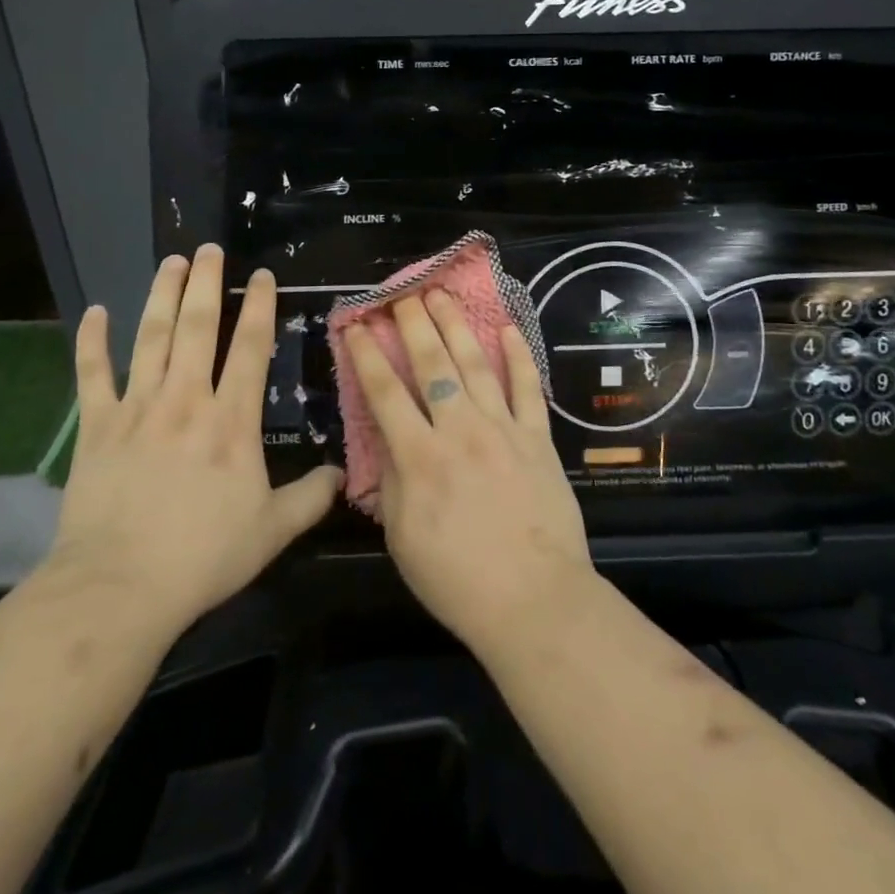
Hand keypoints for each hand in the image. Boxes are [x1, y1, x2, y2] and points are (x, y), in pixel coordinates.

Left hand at [41, 244, 340, 635]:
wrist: (120, 586)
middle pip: (198, 327)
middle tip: (209, 249)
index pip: (251, 347)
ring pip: (151, 337)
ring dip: (161, 295)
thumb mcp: (272, 531)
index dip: (260, 306)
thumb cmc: (203, 556)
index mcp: (232, 419)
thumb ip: (310, 498)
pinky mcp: (97, 426)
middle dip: (206, 283)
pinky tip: (95, 311)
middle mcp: (186, 399)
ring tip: (171, 261)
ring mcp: (138, 408)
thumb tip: (343, 475)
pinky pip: (92, 374)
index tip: (262, 275)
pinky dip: (92, 341)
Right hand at [342, 292, 596, 655]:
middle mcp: (459, 430)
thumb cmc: (457, 580)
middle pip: (432, 364)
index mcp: (419, 457)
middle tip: (402, 293)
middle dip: (413, 323)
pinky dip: (519, 355)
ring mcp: (503, 429)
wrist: (534, 600)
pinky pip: (527, 388)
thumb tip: (386, 441)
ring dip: (457, 325)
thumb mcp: (402, 538)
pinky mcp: (538, 437)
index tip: (356, 325)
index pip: (385, 393)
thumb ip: (392, 482)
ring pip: (476, 364)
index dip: (367, 354)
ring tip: (443, 294)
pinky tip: (507, 328)